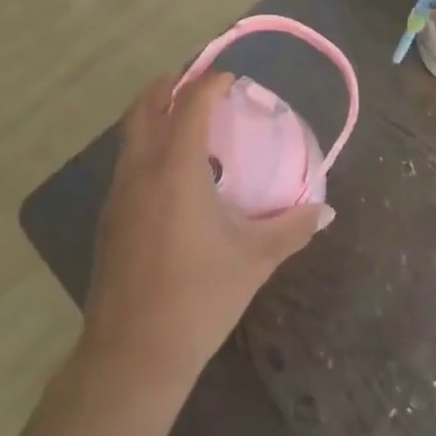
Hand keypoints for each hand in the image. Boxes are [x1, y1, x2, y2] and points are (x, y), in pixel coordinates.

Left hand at [83, 71, 333, 389]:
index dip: (210, 83)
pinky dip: (147, 146)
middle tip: (199, 84)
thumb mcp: (254, 260)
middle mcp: (140, 170)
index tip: (231, 80)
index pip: (190, 104)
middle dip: (170, 84)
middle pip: (145, 106)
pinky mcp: (108, 218)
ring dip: (154, 114)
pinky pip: (127, 161)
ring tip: (187, 121)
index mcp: (176, 169)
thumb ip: (292, 228)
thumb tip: (327, 211)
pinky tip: (172, 175)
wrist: (131, 356)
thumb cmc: (198, 298)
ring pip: (129, 133)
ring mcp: (118, 193)